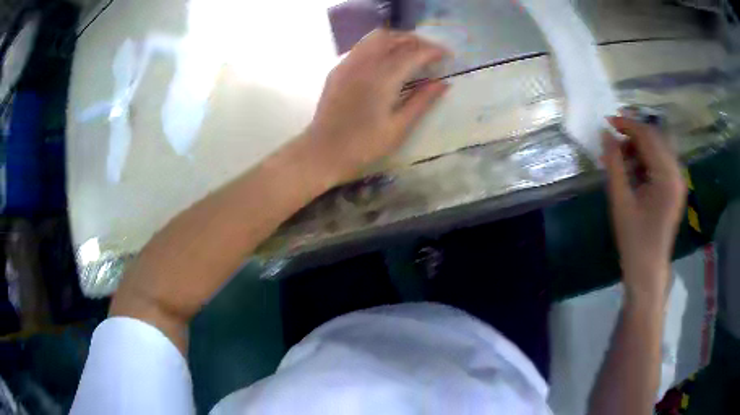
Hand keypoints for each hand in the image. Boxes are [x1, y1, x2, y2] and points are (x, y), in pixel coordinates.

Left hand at [304, 29, 449, 181]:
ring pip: (376, 37)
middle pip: (395, 39)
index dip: (433, 51)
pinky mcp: (338, 69)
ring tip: (411, 51)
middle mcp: (365, 64)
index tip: (447, 55)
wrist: (323, 152)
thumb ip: (422, 101)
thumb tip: (444, 84)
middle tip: (432, 52)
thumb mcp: (399, 128)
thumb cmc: (363, 146)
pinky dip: (380, 45)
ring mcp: (348, 64)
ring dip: (398, 39)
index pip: (413, 53)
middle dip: (417, 41)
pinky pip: (362, 46)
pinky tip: (387, 58)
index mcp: (383, 79)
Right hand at [602, 117, 686, 301]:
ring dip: (638, 148)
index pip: (648, 136)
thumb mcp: (621, 200)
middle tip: (612, 142)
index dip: (627, 125)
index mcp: (667, 177)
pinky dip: (645, 160)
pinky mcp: (675, 189)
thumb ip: (614, 164)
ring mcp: (678, 182)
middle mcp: (677, 174)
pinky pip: (660, 163)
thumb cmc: (634, 240)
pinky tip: (632, 170)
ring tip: (619, 159)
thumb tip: (605, 134)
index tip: (607, 122)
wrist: (648, 270)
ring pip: (658, 149)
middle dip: (633, 135)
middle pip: (655, 139)